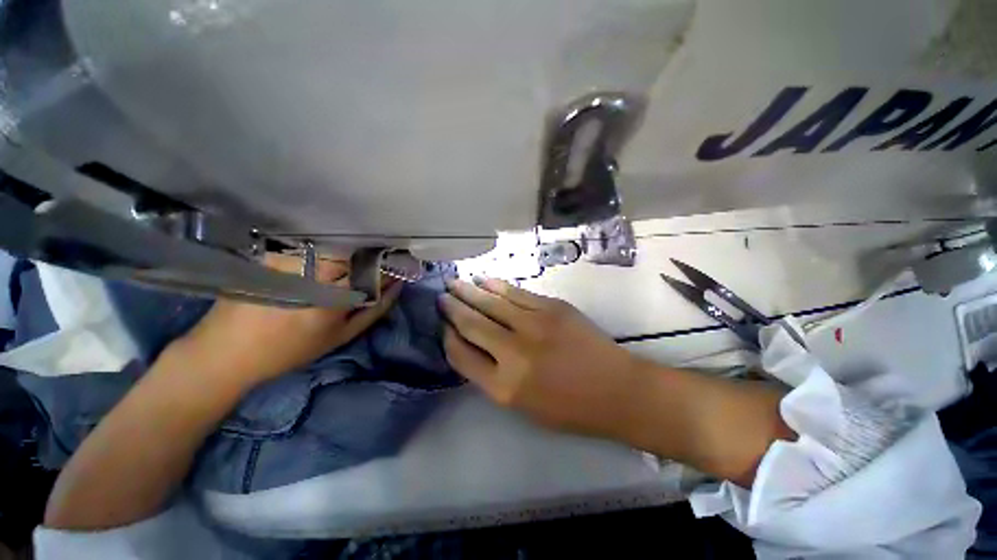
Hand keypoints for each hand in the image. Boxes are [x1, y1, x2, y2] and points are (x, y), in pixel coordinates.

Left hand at [176, 253, 401, 389]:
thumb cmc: (290, 350)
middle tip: (371, 270)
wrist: (226, 351)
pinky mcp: (273, 253)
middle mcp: (310, 273)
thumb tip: (398, 286)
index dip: (389, 268)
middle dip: (369, 260)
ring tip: (344, 270)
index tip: (400, 267)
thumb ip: (375, 309)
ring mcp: (288, 259)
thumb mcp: (341, 336)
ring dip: (348, 256)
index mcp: (330, 299)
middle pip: (355, 254)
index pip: (373, 271)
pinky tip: (319, 265)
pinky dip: (325, 253)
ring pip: (335, 248)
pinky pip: (313, 247)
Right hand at [439, 277, 643, 438]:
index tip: (443, 326)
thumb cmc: (569, 408)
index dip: (448, 337)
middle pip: (473, 323)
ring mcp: (535, 325)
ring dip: (469, 291)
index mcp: (504, 386)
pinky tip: (484, 280)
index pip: (461, 355)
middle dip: (453, 308)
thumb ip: (492, 377)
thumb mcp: (522, 406)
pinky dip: (497, 285)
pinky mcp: (552, 307)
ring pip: (492, 302)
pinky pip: (516, 293)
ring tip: (454, 283)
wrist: (617, 389)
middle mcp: (514, 353)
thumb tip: (471, 346)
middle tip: (441, 296)